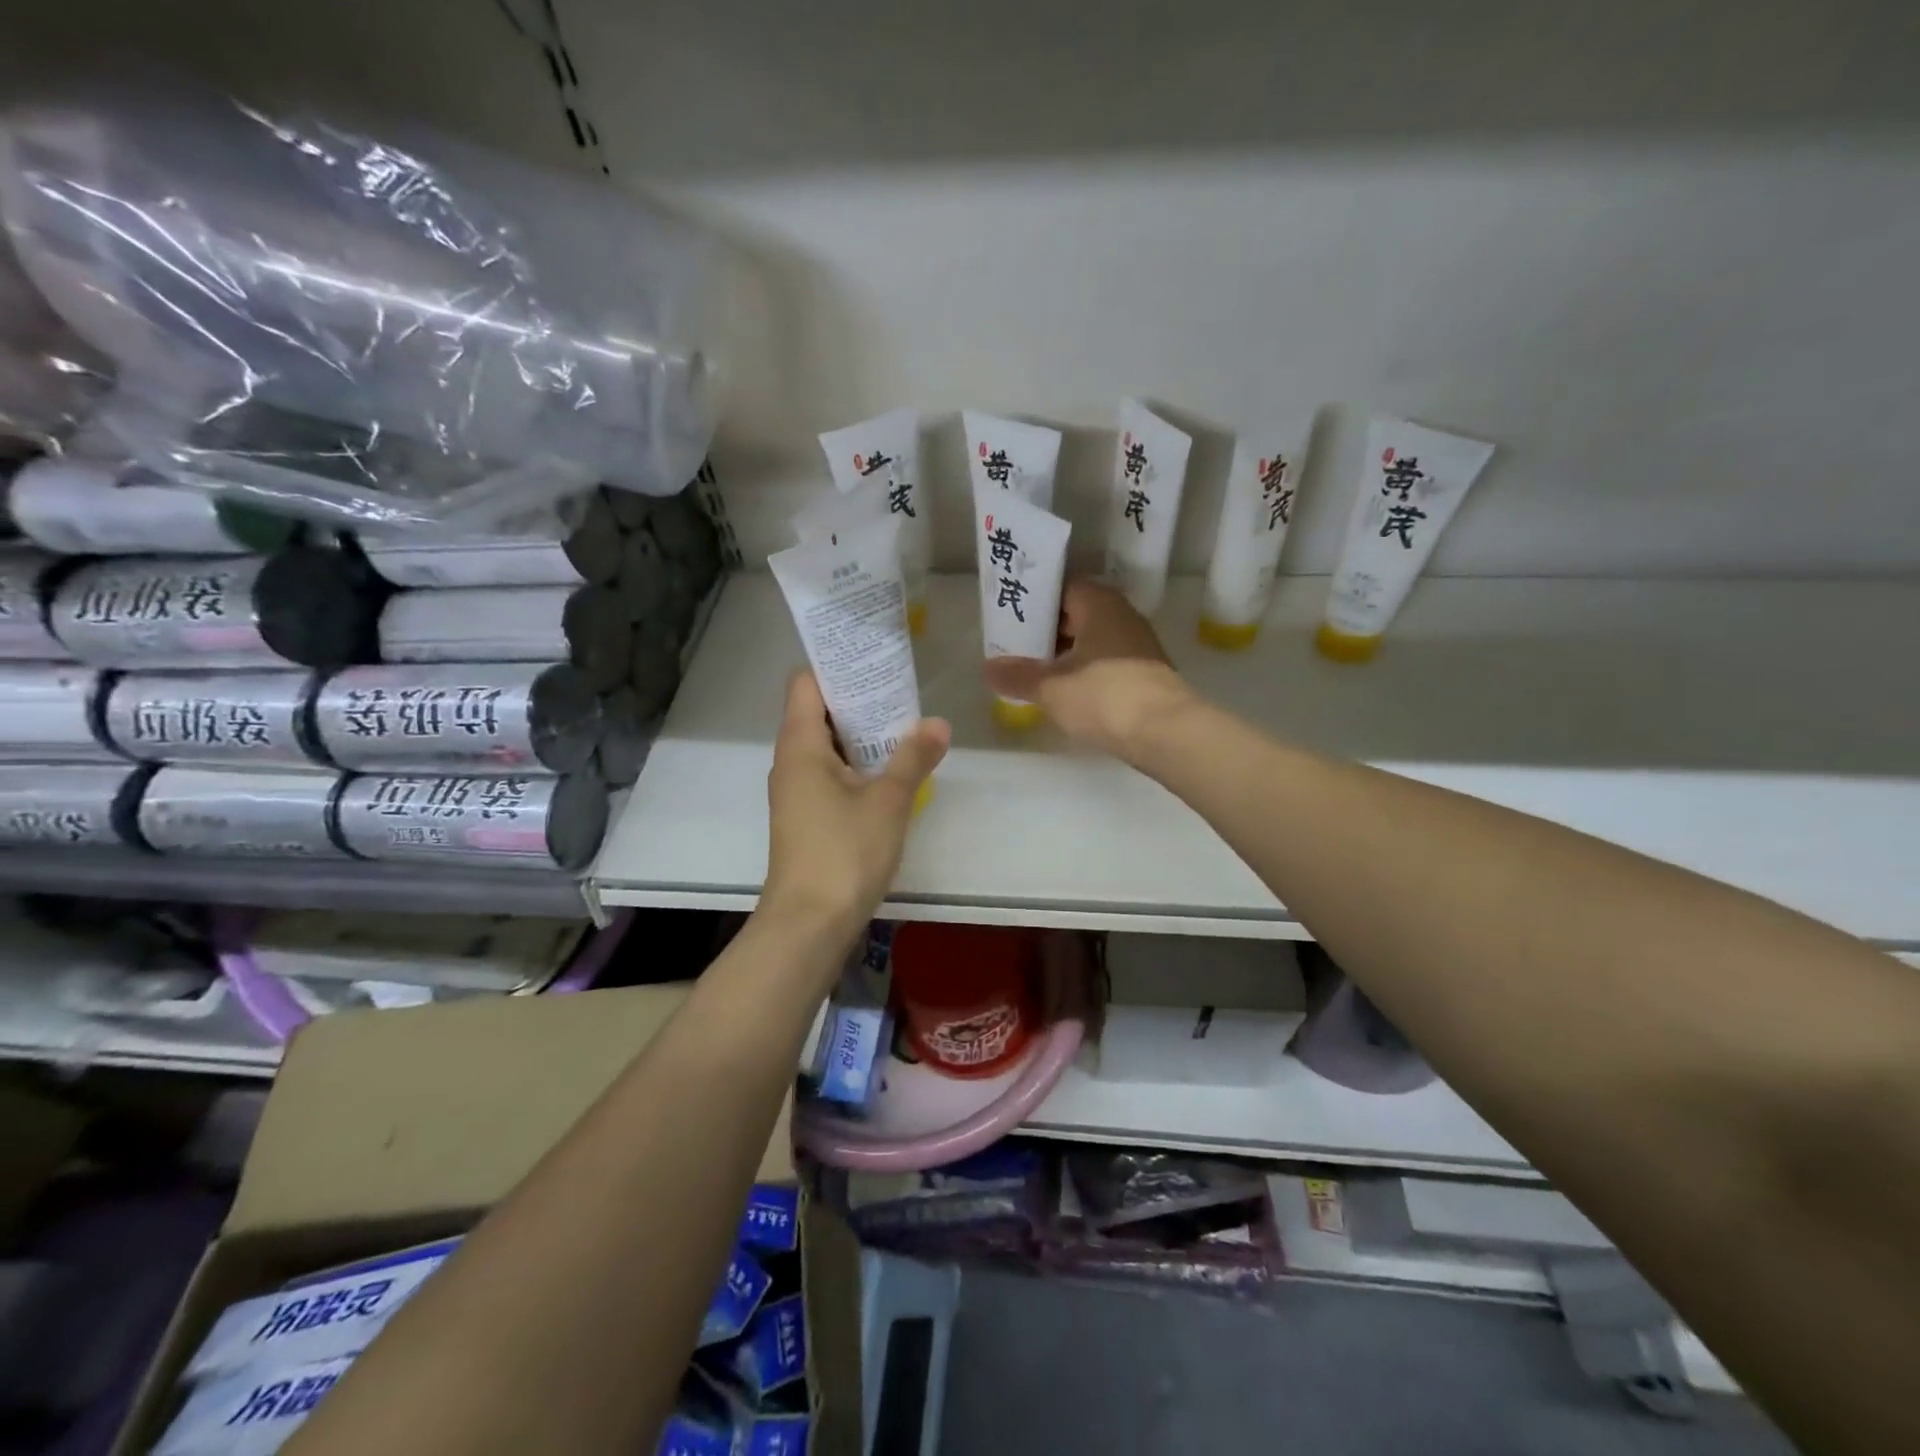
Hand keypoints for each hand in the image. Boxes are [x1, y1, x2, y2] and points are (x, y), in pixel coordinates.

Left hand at [762, 670, 949, 950]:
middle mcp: (790, 761)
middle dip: (857, 699)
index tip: (873, 660)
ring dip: (860, 734)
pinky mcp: (806, 816)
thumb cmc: (844, 852)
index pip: (805, 682)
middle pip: (817, 711)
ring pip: (826, 745)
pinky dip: (855, 763)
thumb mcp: (888, 801)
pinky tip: (889, 771)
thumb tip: (938, 723)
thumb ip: (913, 757)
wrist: (809, 923)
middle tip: (901, 691)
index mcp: (800, 745)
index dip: (835, 666)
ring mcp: (795, 790)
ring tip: (903, 725)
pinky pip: (829, 772)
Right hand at [985, 580, 1194, 764]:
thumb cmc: (1104, 696)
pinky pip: (1106, 662)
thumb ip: (1018, 676)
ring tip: (1034, 672)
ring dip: (1065, 653)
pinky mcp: (1146, 673)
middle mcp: (1122, 615)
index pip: (1061, 588)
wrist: (1166, 733)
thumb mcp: (1051, 688)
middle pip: (1076, 614)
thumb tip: (988, 668)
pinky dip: (1085, 671)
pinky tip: (1066, 692)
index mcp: (1099, 604)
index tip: (1008, 617)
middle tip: (1014, 647)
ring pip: (1092, 640)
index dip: (1034, 602)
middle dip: (1046, 630)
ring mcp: (1138, 645)